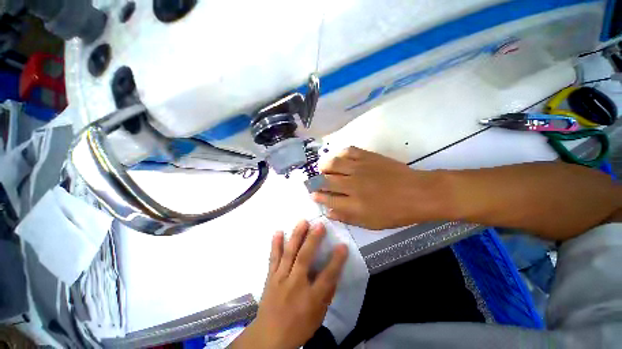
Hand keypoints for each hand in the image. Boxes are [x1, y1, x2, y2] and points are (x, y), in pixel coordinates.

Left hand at [230, 221, 347, 348]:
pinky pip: (273, 258)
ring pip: (289, 254)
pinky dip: (275, 244)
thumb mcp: (318, 315)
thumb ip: (327, 293)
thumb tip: (334, 273)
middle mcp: (295, 285)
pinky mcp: (271, 277)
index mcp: (310, 298)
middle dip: (313, 240)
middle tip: (319, 225)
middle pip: (304, 259)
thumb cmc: (298, 327)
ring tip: (302, 222)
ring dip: (296, 236)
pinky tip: (277, 232)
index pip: (327, 277)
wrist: (269, 337)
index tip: (343, 245)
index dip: (336, 261)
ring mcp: (280, 279)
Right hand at [311, 147, 448, 229]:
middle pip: (326, 180)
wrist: (418, 193)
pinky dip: (339, 153)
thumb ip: (347, 217)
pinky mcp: (368, 157)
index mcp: (354, 204)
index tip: (312, 194)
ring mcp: (360, 168)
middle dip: (316, 181)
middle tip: (314, 181)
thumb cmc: (395, 212)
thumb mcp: (371, 223)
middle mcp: (352, 185)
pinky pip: (348, 151)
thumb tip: (329, 212)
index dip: (317, 196)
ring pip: (333, 163)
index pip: (328, 199)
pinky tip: (338, 157)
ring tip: (322, 168)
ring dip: (324, 165)